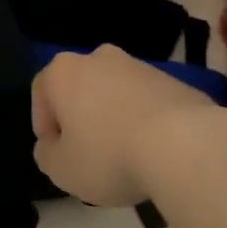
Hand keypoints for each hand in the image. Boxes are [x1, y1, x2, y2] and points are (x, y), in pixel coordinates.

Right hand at [31, 45, 223, 206]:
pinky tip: (154, 151)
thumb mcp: (62, 169)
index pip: (41, 91)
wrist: (185, 144)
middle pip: (80, 87)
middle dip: (80, 116)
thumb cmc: (109, 154)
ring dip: (113, 117)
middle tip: (88, 152)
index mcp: (65, 71)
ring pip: (115, 92)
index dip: (44, 124)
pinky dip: (144, 120)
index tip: (56, 153)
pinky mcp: (173, 80)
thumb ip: (47, 155)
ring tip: (126, 155)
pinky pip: (147, 101)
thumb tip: (51, 146)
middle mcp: (99, 58)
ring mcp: (140, 66)